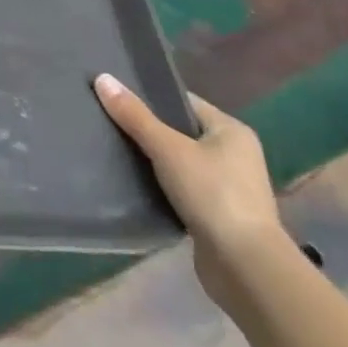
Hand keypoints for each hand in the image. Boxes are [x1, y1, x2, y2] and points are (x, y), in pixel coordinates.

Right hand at [94, 74, 285, 307]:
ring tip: (113, 148)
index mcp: (232, 131)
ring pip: (179, 162)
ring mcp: (229, 188)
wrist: (246, 268)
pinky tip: (133, 182)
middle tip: (108, 120)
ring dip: (153, 160)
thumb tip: (102, 77)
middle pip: (180, 131)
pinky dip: (160, 185)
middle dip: (147, 129)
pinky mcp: (218, 216)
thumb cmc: (213, 195)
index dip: (150, 97)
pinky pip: (181, 188)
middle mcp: (235, 155)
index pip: (183, 102)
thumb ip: (134, 115)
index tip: (115, 96)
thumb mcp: (167, 148)